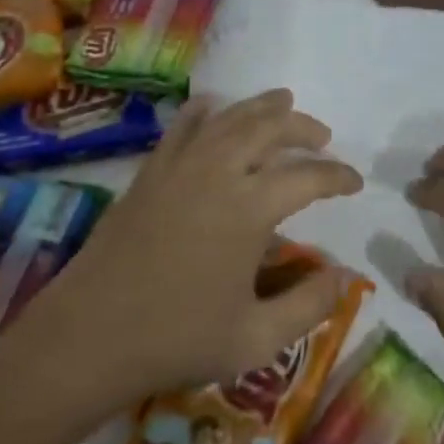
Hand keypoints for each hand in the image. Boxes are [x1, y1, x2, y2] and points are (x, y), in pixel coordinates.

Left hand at [31, 90, 364, 414]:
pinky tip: (216, 107)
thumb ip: (308, 306)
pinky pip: (184, 125)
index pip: (308, 177)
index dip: (338, 176)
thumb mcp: (255, 339)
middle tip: (322, 136)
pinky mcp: (151, 171)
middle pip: (271, 128)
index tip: (355, 182)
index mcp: (250, 208)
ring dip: (262, 107)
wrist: (88, 337)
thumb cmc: (176, 340)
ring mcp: (181, 165)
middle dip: (303, 127)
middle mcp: (219, 172)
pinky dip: (207, 110)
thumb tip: (345, 277)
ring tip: (284, 103)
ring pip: (230, 117)